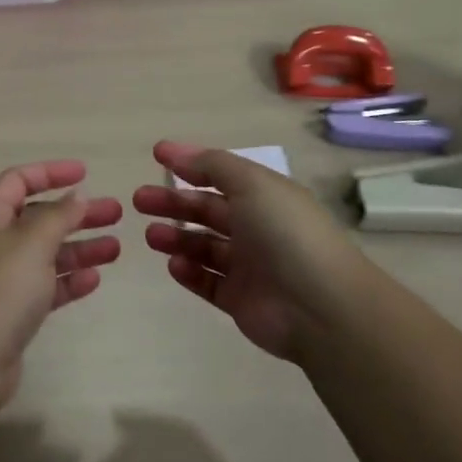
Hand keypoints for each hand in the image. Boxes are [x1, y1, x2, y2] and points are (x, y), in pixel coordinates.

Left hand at [0, 161, 122, 406]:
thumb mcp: (31, 243)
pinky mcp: (13, 312)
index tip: (86, 173)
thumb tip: (76, 196)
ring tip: (117, 247)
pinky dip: (69, 280)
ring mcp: (3, 278)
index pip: (18, 180)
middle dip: (75, 213)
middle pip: (38, 217)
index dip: (50, 172)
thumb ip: (57, 216)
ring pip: (46, 253)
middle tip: (115, 212)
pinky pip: (46, 286)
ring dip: (80, 247)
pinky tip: (95, 279)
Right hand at [134, 141, 368, 363]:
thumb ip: (211, 165)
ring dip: (176, 237)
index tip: (156, 156)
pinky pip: (207, 282)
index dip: (189, 164)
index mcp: (264, 196)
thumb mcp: (251, 183)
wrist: (322, 309)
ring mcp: (249, 266)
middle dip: (173, 203)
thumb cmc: (286, 233)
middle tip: (139, 200)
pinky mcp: (241, 301)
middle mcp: (257, 228)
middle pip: (207, 210)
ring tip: (151, 236)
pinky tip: (173, 265)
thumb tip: (176, 152)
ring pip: (204, 246)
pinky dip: (189, 273)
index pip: (220, 175)